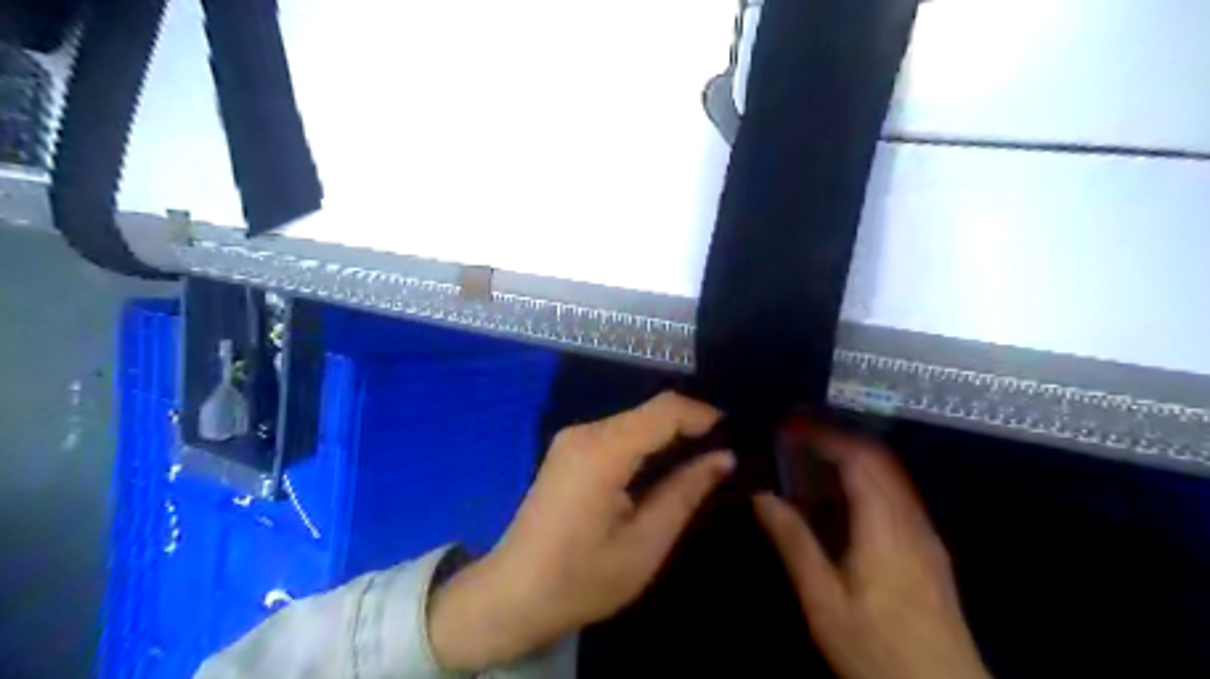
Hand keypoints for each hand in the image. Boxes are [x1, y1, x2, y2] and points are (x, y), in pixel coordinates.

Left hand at [426, 391, 726, 670]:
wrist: (512, 594)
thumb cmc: (580, 579)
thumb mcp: (644, 544)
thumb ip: (685, 493)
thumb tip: (722, 458)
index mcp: (602, 452)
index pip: (663, 410)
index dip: (701, 414)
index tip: (734, 432)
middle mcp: (584, 432)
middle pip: (648, 411)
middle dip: (688, 425)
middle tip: (723, 451)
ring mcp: (572, 439)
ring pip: (634, 419)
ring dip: (668, 434)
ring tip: (701, 459)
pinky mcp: (568, 450)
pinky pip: (618, 433)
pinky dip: (646, 442)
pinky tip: (663, 465)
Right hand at [753, 430, 990, 678]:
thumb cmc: (877, 650)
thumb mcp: (823, 601)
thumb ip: (795, 543)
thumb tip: (763, 497)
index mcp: (885, 527)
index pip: (859, 460)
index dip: (826, 437)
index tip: (793, 427)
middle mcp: (911, 522)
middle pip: (880, 462)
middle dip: (840, 440)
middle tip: (800, 435)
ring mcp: (927, 538)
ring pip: (893, 478)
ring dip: (856, 458)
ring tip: (817, 457)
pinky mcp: (931, 554)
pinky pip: (899, 497)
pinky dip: (870, 481)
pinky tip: (848, 498)